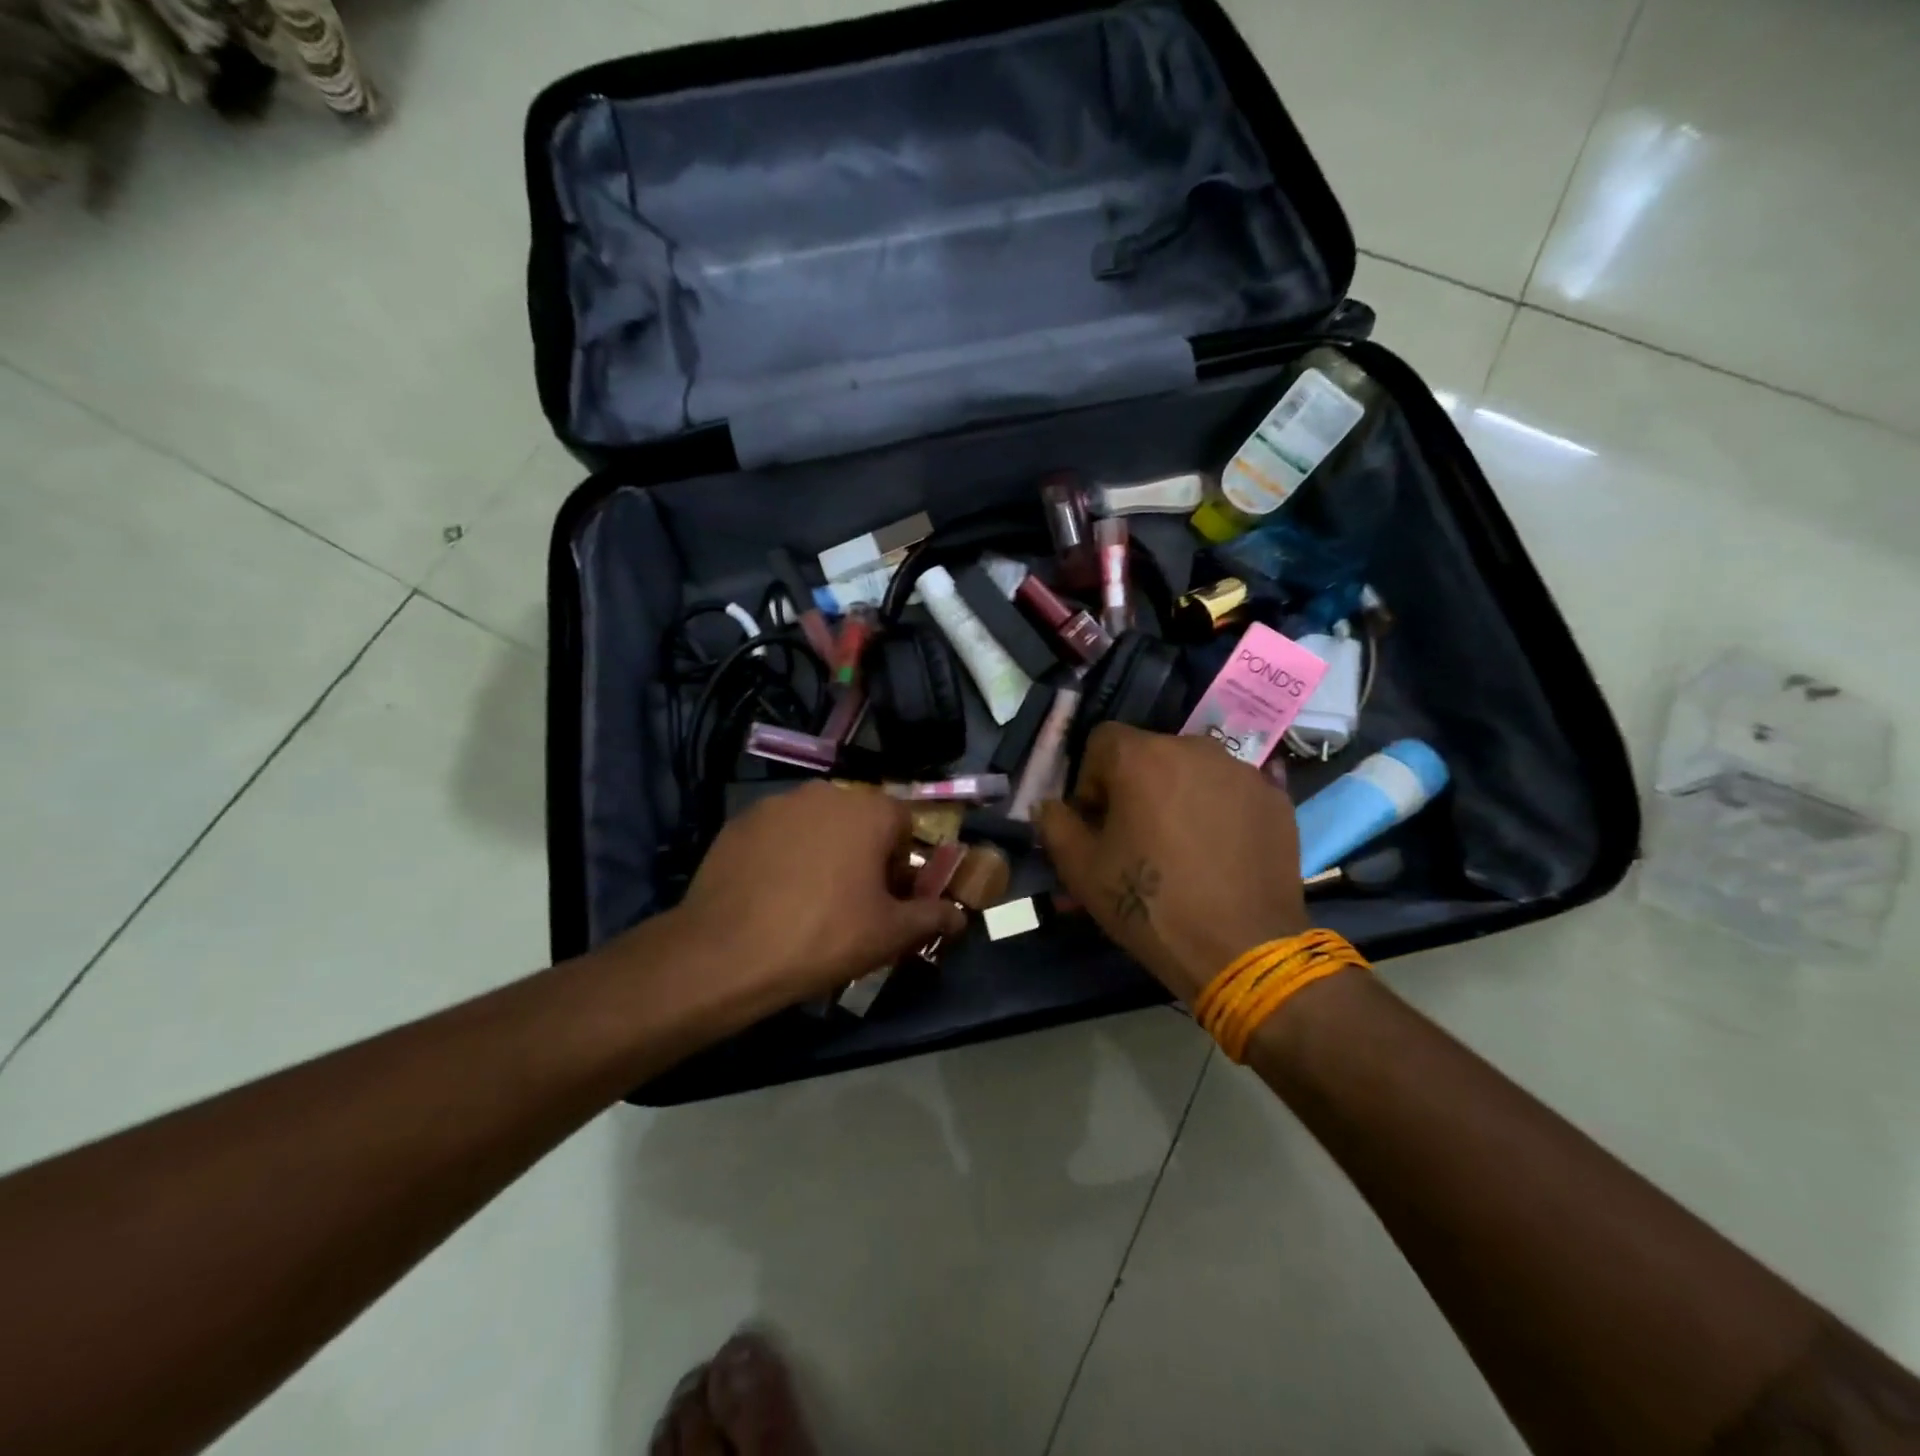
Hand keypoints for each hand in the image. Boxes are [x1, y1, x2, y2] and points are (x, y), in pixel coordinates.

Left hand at [668, 782, 963, 1018]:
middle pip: (860, 820)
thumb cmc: (824, 936)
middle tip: (853, 902)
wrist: (727, 953)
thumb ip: (932, 917)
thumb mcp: (889, 934)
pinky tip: (773, 893)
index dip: (902, 862)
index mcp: (868, 810)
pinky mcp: (740, 821)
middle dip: (864, 854)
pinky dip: (785, 855)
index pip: (904, 824)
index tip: (889, 898)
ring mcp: (777, 804)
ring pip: (818, 825)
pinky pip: (779, 834)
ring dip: (824, 851)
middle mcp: (825, 793)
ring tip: (809, 899)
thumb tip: (959, 915)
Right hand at [1035, 724, 1308, 1004]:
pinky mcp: (1275, 798)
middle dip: (1135, 786)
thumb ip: (1055, 825)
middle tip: (1136, 836)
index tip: (1097, 822)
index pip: (1102, 740)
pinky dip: (1218, 808)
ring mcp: (1241, 771)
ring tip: (1181, 844)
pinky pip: (1231, 790)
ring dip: (1177, 794)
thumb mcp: (1081, 870)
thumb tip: (1050, 805)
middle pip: (1149, 753)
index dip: (1090, 779)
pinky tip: (1219, 851)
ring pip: (1192, 769)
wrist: (1241, 949)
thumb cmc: (1149, 905)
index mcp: (1141, 757)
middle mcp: (1194, 748)